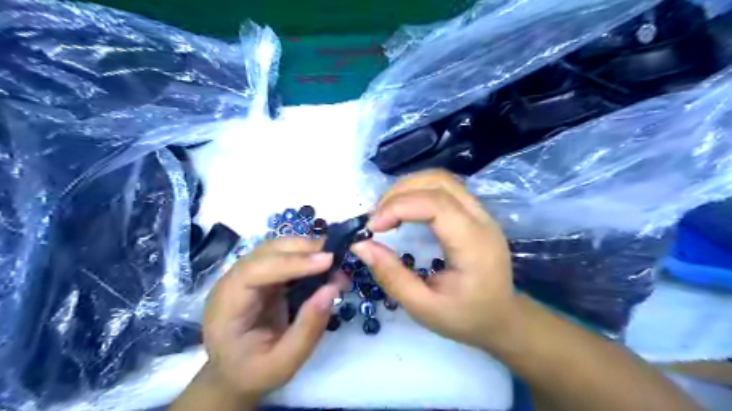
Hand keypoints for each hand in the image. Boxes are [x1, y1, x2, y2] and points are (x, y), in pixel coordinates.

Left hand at [199, 236, 343, 399]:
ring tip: (335, 265)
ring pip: (278, 248)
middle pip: (267, 251)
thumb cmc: (254, 371)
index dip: (292, 262)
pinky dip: (307, 257)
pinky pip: (285, 256)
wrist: (235, 372)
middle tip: (338, 260)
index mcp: (227, 306)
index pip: (255, 271)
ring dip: (308, 250)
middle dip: (305, 250)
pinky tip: (324, 267)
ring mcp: (247, 273)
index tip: (328, 261)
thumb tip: (332, 288)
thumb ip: (307, 329)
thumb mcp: (283, 363)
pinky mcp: (262, 274)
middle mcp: (233, 281)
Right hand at [352, 170, 515, 349]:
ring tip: (386, 212)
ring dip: (408, 188)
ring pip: (441, 179)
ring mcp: (481, 212)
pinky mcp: (475, 212)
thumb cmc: (465, 317)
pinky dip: (418, 192)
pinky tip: (403, 210)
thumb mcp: (423, 307)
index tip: (372, 227)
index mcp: (473, 244)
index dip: (397, 207)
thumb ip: (391, 276)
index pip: (435, 204)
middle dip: (399, 193)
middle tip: (376, 218)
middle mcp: (481, 219)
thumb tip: (360, 245)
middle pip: (438, 182)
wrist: (502, 318)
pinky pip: (444, 189)